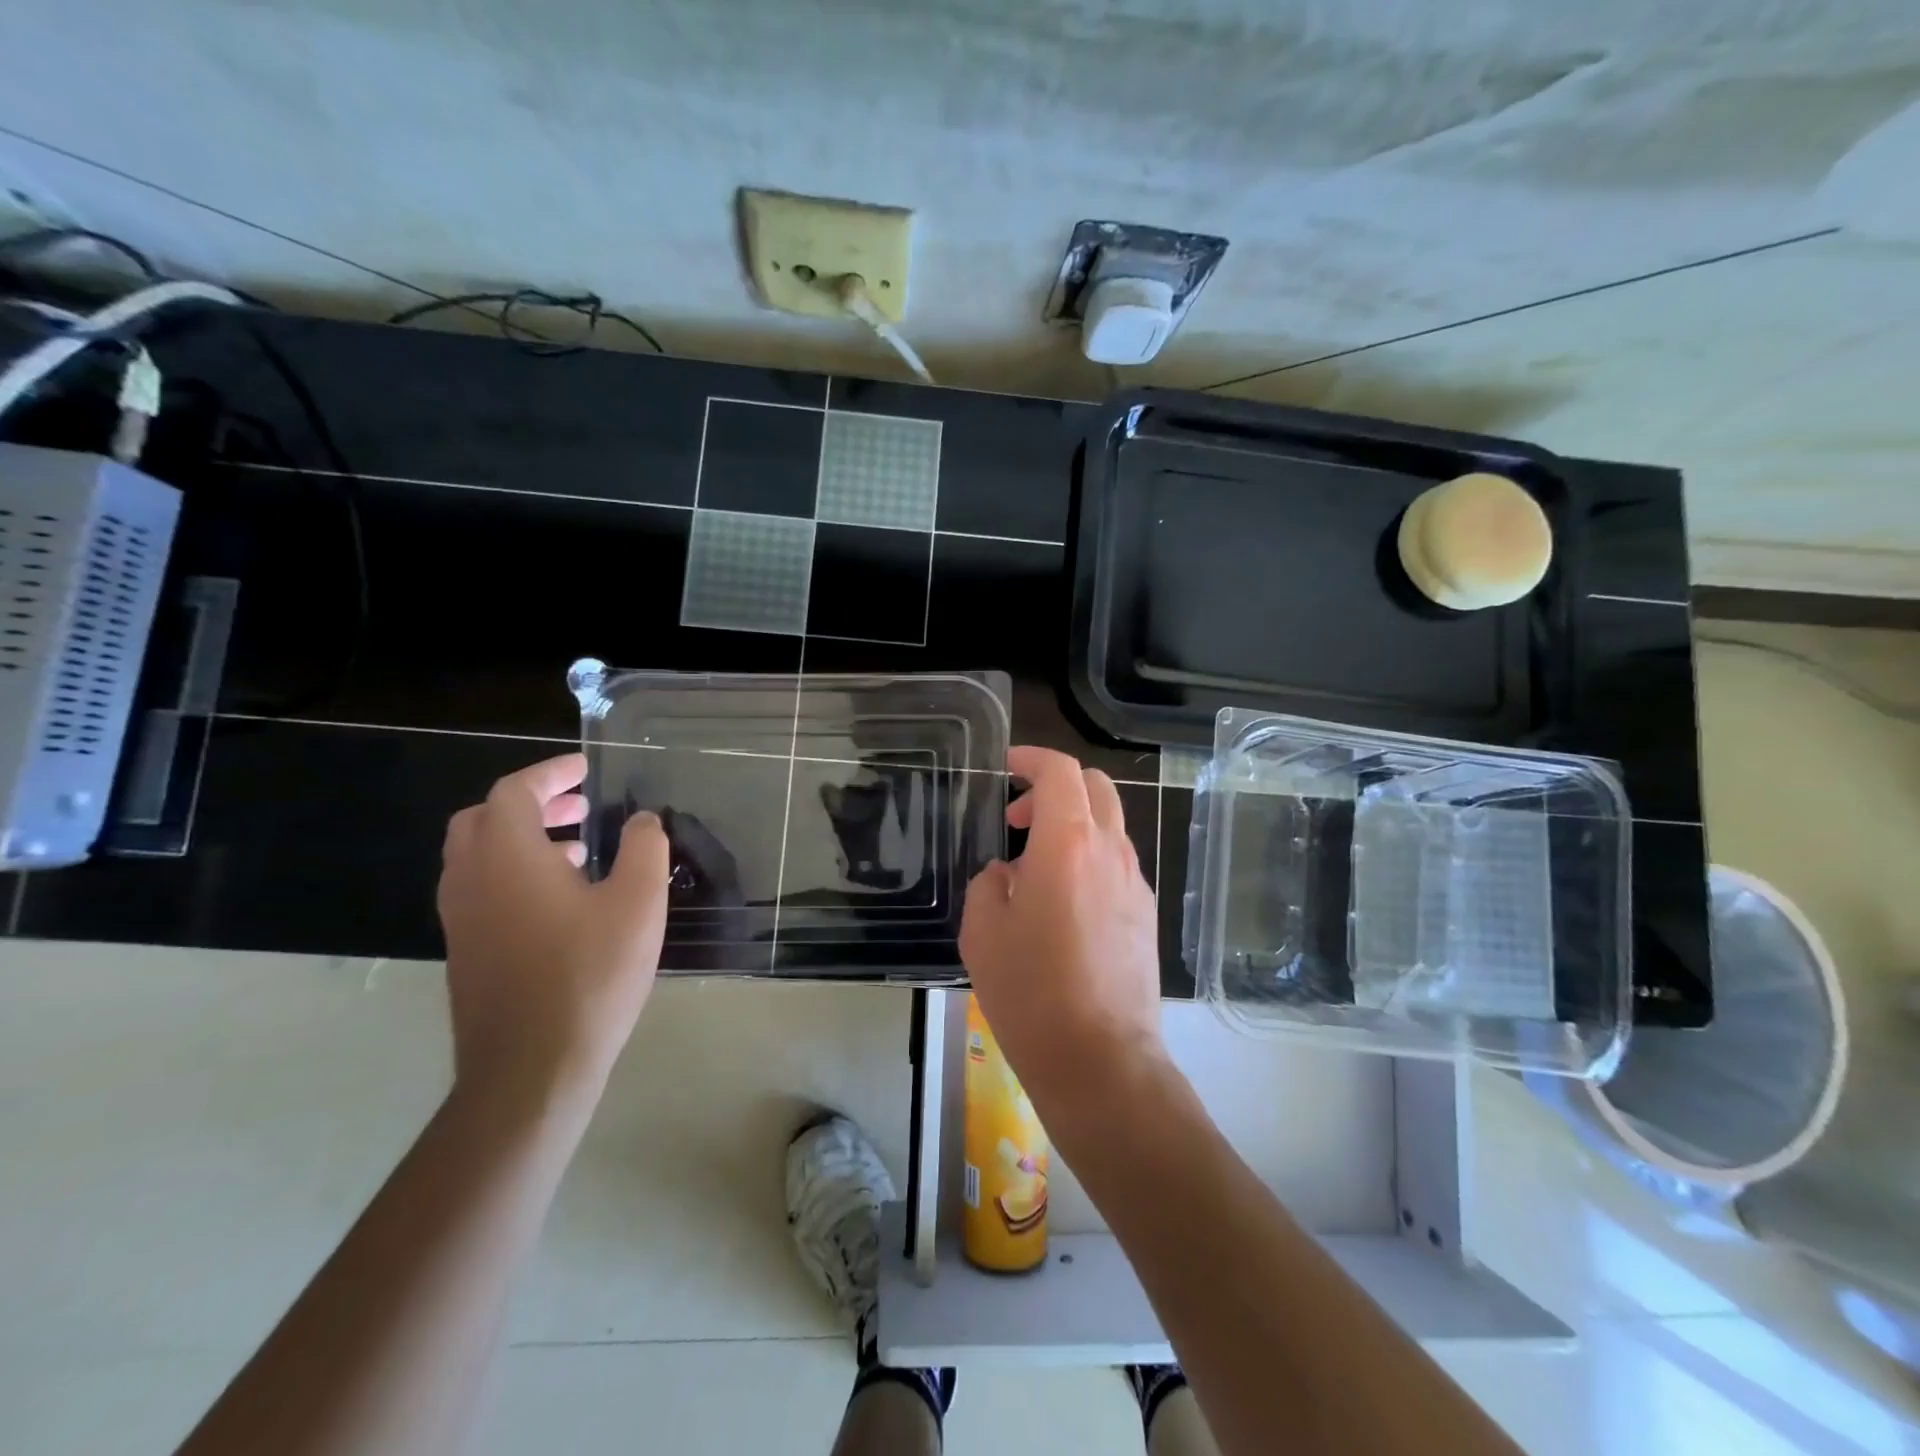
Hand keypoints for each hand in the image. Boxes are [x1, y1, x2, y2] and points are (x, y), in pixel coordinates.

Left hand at [437, 754, 669, 1108]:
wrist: (531, 1069)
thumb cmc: (590, 974)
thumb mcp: (638, 903)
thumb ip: (644, 848)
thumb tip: (642, 821)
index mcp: (507, 856)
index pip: (515, 792)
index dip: (550, 774)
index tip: (585, 770)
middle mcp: (471, 879)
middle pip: (485, 819)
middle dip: (532, 804)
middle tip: (579, 807)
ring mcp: (462, 919)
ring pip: (480, 856)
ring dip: (524, 839)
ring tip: (579, 851)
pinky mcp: (467, 952)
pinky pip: (483, 890)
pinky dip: (516, 873)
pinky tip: (563, 902)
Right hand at [959, 746, 1163, 1123]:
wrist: (1100, 1059)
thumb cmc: (1030, 992)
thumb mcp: (982, 931)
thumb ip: (989, 883)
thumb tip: (1008, 872)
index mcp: (1067, 843)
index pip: (1060, 771)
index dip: (1031, 758)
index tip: (1006, 766)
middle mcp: (1110, 851)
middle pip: (1095, 786)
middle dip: (1055, 786)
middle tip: (1018, 818)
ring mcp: (1135, 882)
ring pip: (1110, 824)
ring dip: (1073, 824)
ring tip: (1035, 868)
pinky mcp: (1146, 912)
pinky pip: (1117, 862)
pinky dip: (1089, 857)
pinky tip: (1064, 903)